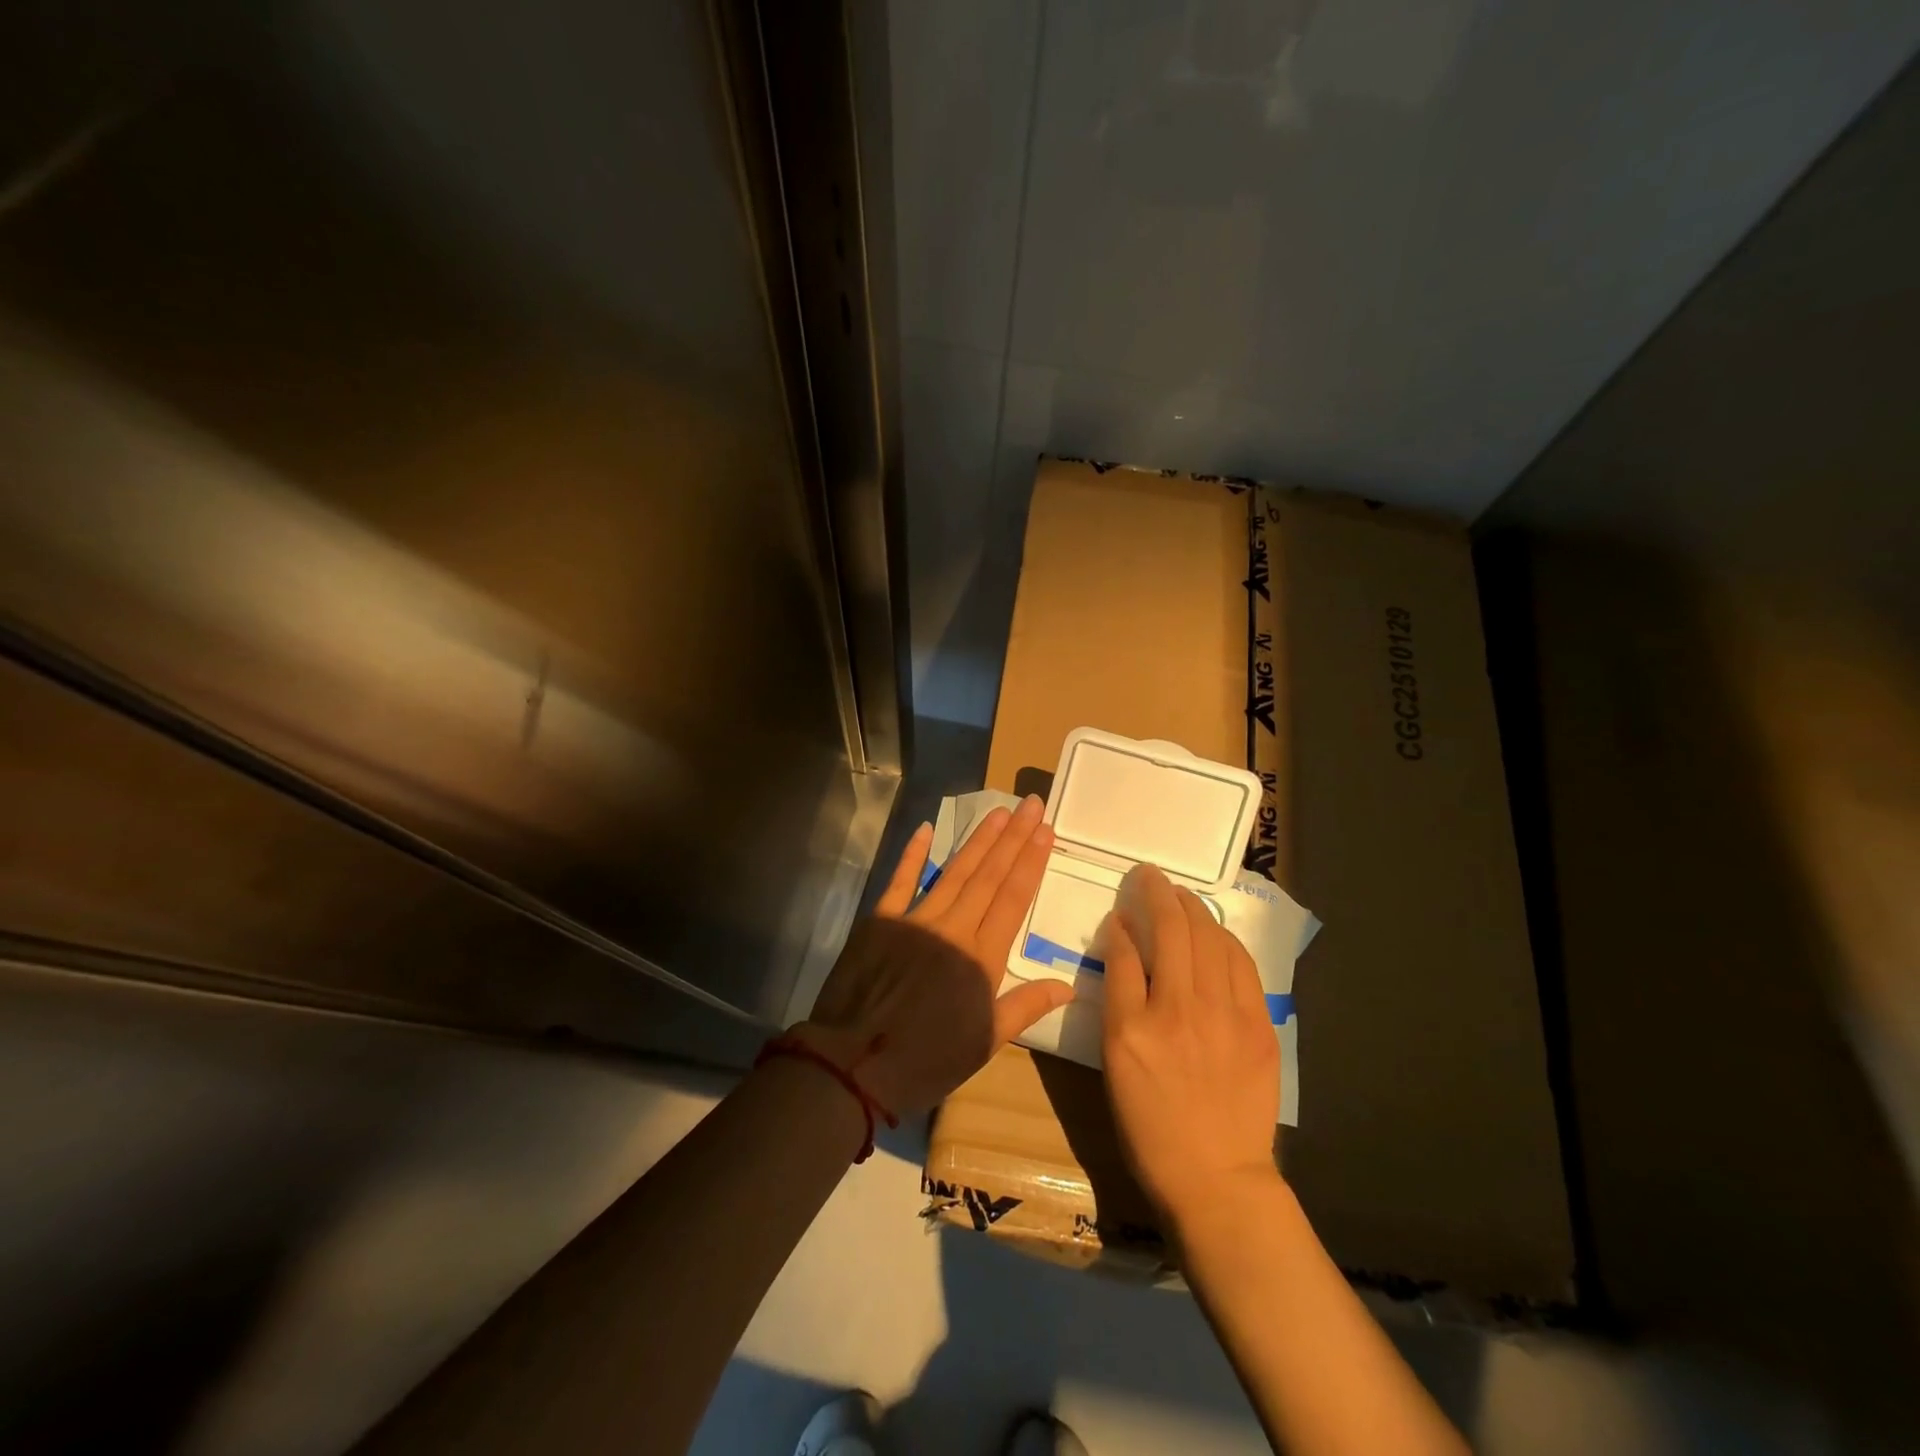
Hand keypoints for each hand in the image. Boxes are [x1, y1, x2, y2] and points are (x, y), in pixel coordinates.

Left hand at [799, 795, 1075, 1116]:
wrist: (854, 1064)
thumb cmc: (926, 1060)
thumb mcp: (984, 1042)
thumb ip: (1025, 1006)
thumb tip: (1069, 984)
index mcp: (982, 959)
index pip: (1013, 899)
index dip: (1031, 862)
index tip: (1045, 831)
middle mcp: (953, 929)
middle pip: (989, 876)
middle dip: (1013, 838)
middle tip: (1030, 805)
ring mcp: (916, 920)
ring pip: (955, 872)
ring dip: (979, 841)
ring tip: (999, 812)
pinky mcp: (881, 921)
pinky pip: (901, 881)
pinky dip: (913, 854)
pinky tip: (927, 829)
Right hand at [1100, 863, 1280, 1225]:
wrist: (1216, 1177)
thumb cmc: (1151, 1126)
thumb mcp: (1115, 1065)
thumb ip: (1118, 999)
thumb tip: (1124, 945)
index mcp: (1132, 1028)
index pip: (1123, 953)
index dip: (1120, 924)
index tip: (1120, 910)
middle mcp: (1178, 1011)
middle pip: (1170, 931)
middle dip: (1157, 893)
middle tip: (1150, 875)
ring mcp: (1224, 1016)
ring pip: (1208, 939)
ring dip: (1192, 907)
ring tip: (1180, 893)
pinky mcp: (1259, 1026)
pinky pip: (1241, 965)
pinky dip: (1224, 939)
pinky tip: (1214, 930)